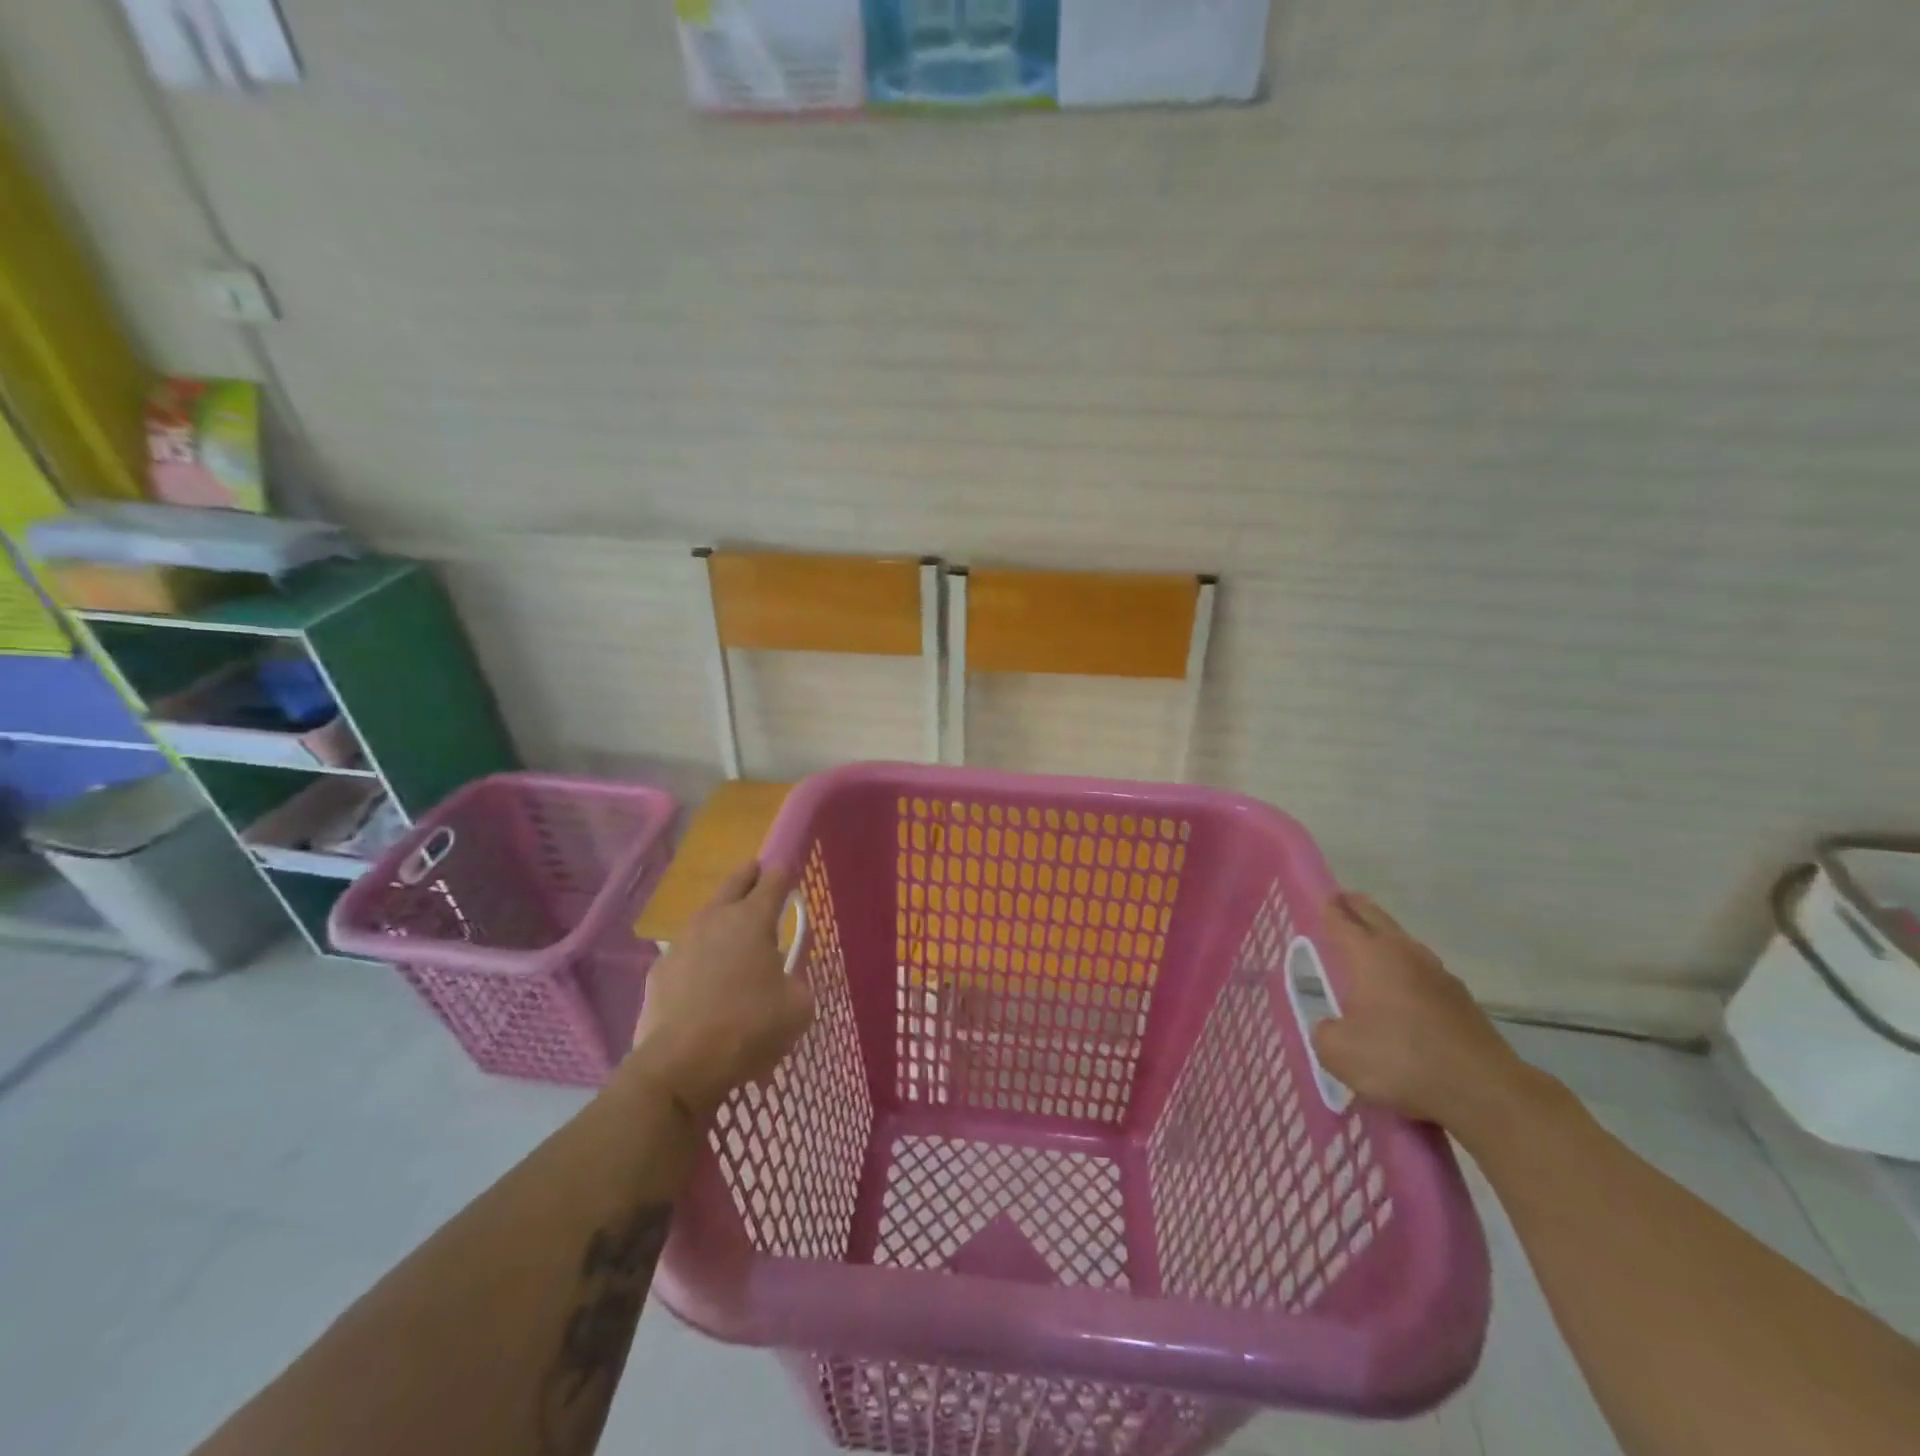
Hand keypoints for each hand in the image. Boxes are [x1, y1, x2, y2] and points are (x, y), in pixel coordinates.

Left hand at [628, 861, 814, 1120]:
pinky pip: (687, 952)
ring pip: (707, 916)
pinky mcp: (660, 971)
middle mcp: (715, 919)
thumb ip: (797, 983)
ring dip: (722, 917)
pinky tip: (706, 977)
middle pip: (734, 884)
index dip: (783, 872)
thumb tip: (786, 981)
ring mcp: (682, 943)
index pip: (773, 880)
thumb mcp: (798, 1008)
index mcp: (753, 919)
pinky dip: (700, 955)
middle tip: (757, 872)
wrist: (679, 1065)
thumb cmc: (749, 1027)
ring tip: (734, 932)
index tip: (787, 870)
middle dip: (749, 876)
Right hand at [1310, 893, 1544, 1133]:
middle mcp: (1404, 953)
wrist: (1485, 1092)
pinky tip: (1403, 990)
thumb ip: (1325, 1032)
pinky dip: (1407, 971)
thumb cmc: (1402, 1061)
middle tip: (1342, 902)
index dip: (1328, 907)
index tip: (1321, 899)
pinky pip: (1423, 972)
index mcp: (1370, 955)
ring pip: (1403, 943)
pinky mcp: (1462, 999)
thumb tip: (1332, 1027)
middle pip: (1376, 917)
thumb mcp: (1339, 1053)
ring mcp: (1439, 974)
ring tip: (1370, 946)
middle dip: (1356, 908)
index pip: (1341, 919)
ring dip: (1385, 938)